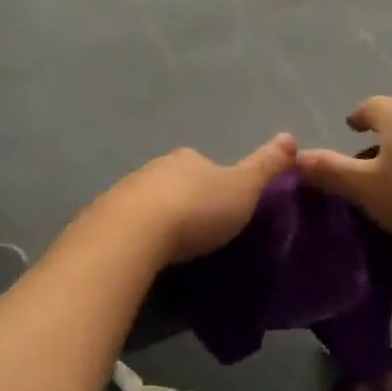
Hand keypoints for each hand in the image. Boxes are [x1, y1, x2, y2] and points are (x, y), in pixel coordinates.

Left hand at [97, 133, 297, 263]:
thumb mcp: (244, 189)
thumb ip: (266, 166)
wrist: (133, 235)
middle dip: (184, 199)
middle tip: (197, 230)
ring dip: (157, 217)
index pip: (203, 164)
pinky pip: (124, 225)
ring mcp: (123, 192)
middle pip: (173, 181)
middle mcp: (153, 168)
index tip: (222, 206)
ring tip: (170, 247)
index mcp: (187, 159)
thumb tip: (290, 136)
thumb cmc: (197, 210)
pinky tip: (141, 254)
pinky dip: (134, 235)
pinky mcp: (101, 220)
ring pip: (146, 202)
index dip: (214, 182)